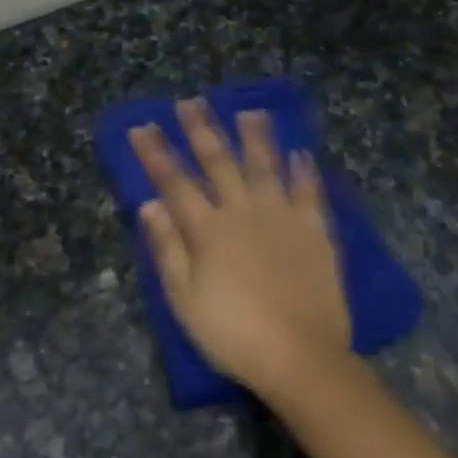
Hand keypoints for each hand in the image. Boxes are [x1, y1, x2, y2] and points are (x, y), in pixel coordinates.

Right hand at [129, 101, 351, 399]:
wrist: (300, 356)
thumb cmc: (233, 333)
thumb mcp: (184, 298)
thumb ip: (167, 249)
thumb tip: (150, 205)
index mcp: (208, 230)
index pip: (175, 182)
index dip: (156, 153)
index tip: (142, 127)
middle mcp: (243, 212)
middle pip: (219, 163)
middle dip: (201, 131)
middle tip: (190, 102)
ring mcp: (283, 218)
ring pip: (266, 166)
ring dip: (255, 137)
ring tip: (249, 112)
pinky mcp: (315, 231)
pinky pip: (310, 192)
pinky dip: (304, 171)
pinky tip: (301, 154)